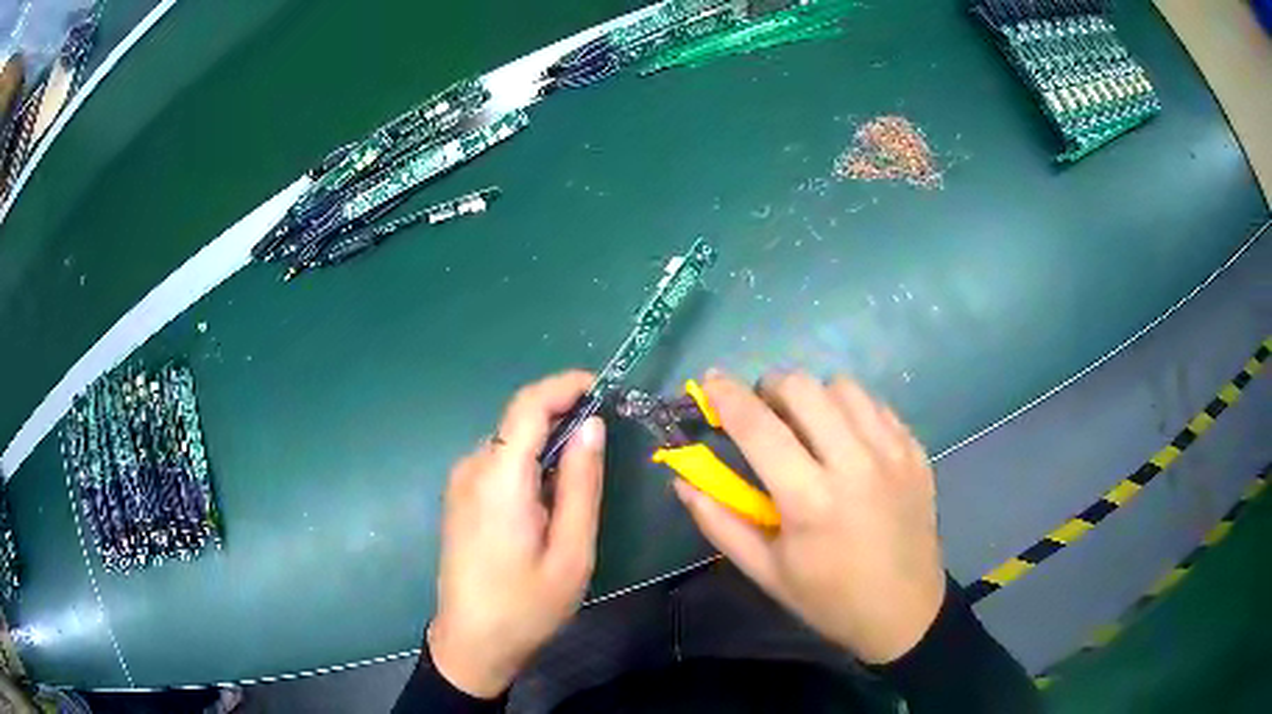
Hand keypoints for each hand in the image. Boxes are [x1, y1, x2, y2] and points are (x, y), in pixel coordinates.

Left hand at [428, 371, 604, 697]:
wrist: (472, 643)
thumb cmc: (527, 605)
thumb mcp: (571, 552)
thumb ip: (580, 484)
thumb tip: (592, 425)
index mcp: (499, 480)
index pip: (528, 404)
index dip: (565, 384)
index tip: (603, 387)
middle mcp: (472, 469)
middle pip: (518, 420)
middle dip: (562, 414)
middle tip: (604, 438)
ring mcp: (460, 483)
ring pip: (509, 441)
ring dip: (546, 442)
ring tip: (580, 478)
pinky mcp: (459, 497)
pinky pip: (497, 463)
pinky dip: (527, 462)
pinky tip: (547, 499)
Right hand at [675, 371, 945, 663]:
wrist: (905, 611)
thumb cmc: (828, 598)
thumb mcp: (765, 572)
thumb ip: (719, 522)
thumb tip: (682, 479)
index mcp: (810, 501)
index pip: (759, 428)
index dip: (727, 396)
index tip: (710, 380)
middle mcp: (855, 465)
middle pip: (804, 388)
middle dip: (771, 388)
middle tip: (765, 413)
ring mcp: (893, 454)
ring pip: (844, 387)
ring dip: (814, 396)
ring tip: (809, 426)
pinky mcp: (916, 452)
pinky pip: (876, 406)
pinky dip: (852, 411)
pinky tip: (847, 441)